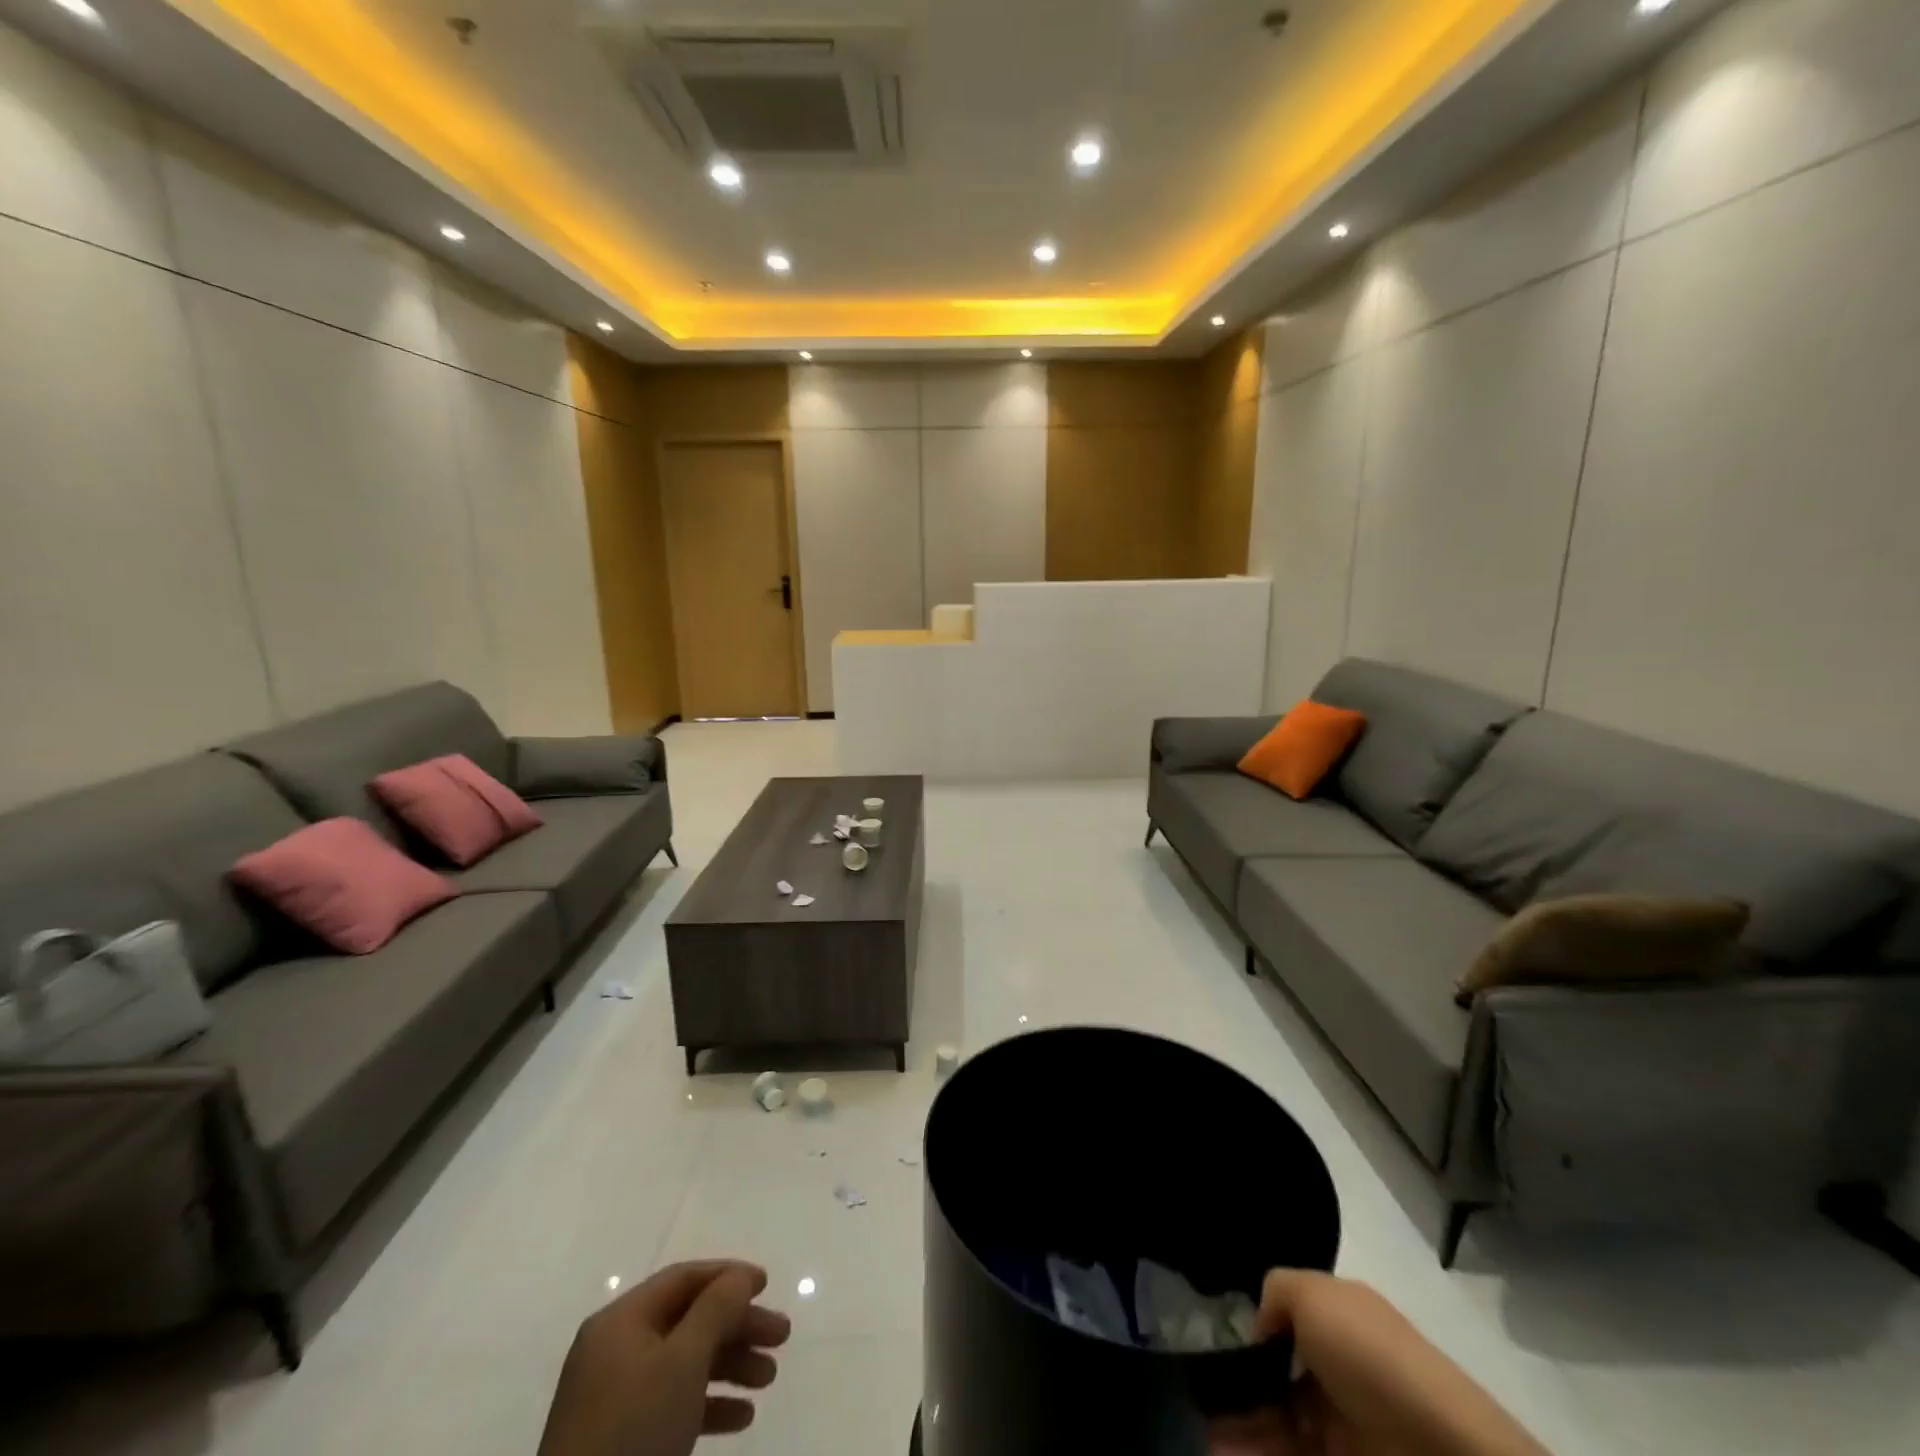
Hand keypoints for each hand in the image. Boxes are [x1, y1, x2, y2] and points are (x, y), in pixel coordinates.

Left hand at [538, 1260, 791, 1455]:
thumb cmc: (633, 1429)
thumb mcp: (683, 1361)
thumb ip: (717, 1309)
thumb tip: (740, 1276)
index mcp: (621, 1321)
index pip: (683, 1279)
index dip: (728, 1276)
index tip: (767, 1286)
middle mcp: (615, 1350)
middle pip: (688, 1320)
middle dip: (738, 1326)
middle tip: (781, 1337)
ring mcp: (614, 1397)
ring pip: (684, 1363)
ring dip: (731, 1365)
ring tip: (769, 1379)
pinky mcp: (620, 1440)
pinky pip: (672, 1403)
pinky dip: (709, 1404)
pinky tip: (742, 1417)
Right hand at [1210, 1271, 1548, 1455]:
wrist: (1447, 1455)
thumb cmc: (1372, 1358)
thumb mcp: (1314, 1294)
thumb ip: (1276, 1292)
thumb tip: (1260, 1329)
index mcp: (1338, 1321)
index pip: (1284, 1324)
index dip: (1249, 1337)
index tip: (1213, 1351)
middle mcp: (1339, 1371)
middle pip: (1275, 1380)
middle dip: (1235, 1391)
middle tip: (1196, 1401)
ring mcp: (1344, 1430)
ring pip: (1277, 1425)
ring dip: (1238, 1429)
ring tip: (1203, 1435)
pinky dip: (1255, 1452)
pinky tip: (1221, 1450)